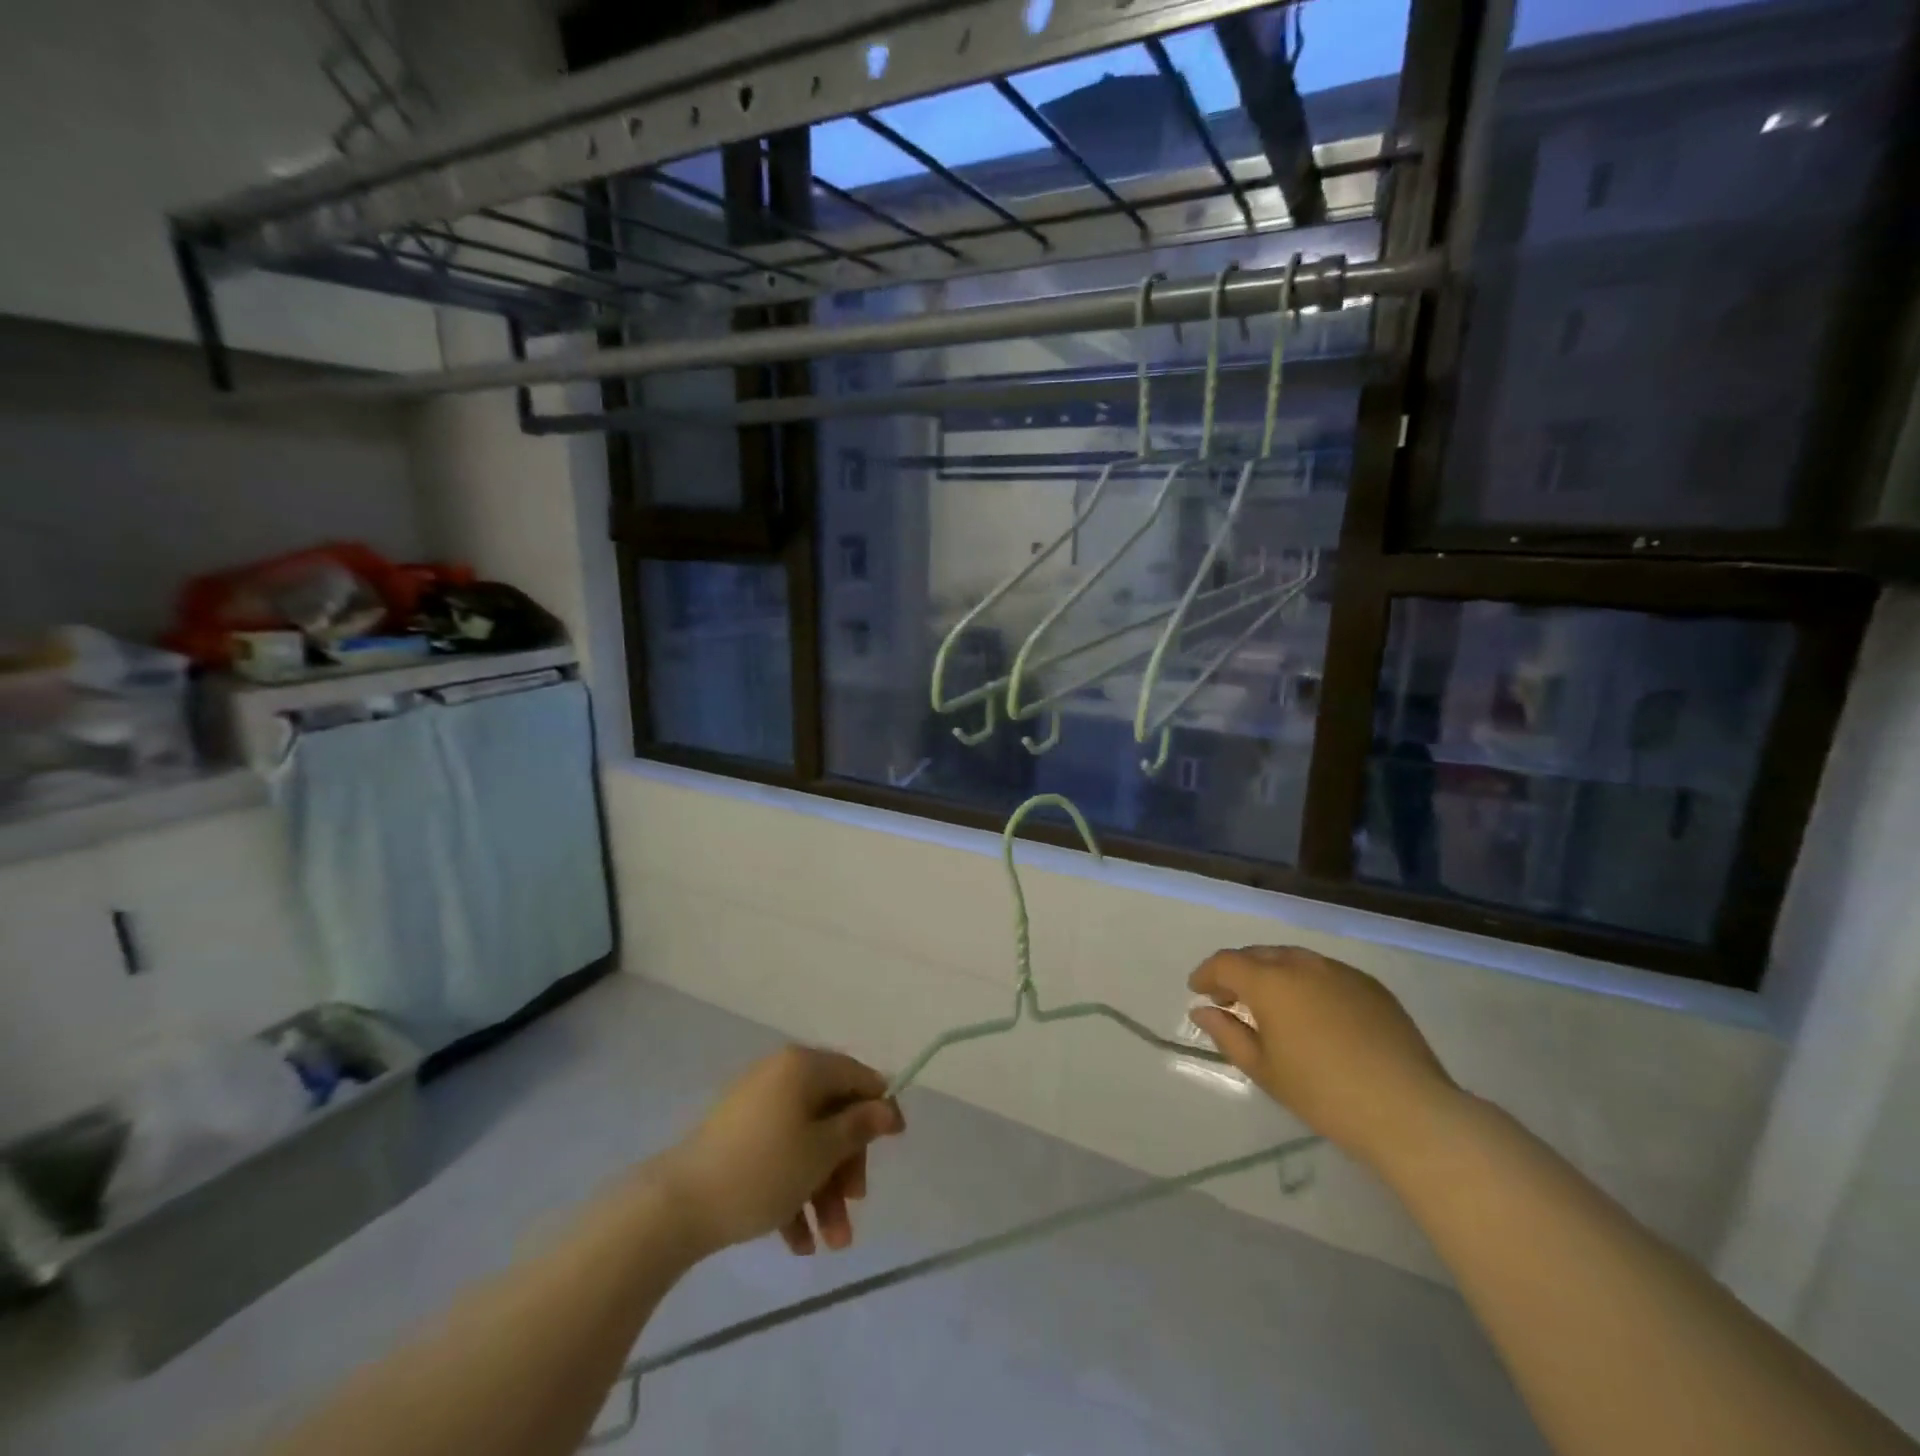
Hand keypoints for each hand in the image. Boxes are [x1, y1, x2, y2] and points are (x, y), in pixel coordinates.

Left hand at [655, 1047, 904, 1259]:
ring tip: (831, 1244)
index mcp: (803, 1066)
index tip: (895, 1143)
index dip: (880, 1107)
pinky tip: (798, 1242)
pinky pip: (778, 1157)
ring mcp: (756, 1107)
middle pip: (832, 1114)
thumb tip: (887, 1106)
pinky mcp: (737, 1139)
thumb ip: (859, 1127)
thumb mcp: (822, 1151)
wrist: (677, 1206)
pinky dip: (793, 1192)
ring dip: (824, 1190)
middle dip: (846, 1166)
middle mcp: (781, 1077)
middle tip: (855, 1206)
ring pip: (806, 1142)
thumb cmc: (763, 1170)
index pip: (856, 1076)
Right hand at [1188, 946, 1461, 1170]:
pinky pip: (1326, 972)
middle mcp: (1303, 965)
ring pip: (1294, 960)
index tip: (1197, 992)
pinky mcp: (1371, 986)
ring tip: (1271, 1005)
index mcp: (1270, 982)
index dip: (1206, 974)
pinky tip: (1313, 1013)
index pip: (1226, 963)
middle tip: (1230, 1000)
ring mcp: (1341, 972)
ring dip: (1273, 974)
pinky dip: (1306, 982)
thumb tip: (1202, 1011)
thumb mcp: (1265, 1070)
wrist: (1409, 1112)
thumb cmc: (1324, 1094)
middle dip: (1238, 972)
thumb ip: (1228, 1034)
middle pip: (1259, 955)